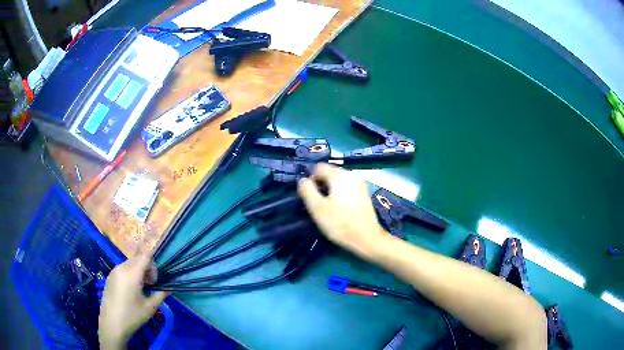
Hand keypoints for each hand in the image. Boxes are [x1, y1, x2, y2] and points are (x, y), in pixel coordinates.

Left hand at [98, 252, 167, 348]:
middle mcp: (121, 268)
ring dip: (138, 272)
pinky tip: (130, 292)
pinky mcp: (110, 277)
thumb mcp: (150, 307)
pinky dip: (130, 275)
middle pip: (137, 260)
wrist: (112, 324)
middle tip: (150, 286)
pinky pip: (122, 270)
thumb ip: (160, 295)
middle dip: (146, 270)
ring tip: (141, 290)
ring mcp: (114, 272)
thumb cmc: (132, 316)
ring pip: (130, 264)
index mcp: (131, 273)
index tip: (155, 282)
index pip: (145, 257)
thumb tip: (168, 288)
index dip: (153, 267)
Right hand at [298, 164, 387, 259]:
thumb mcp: (317, 208)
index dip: (310, 179)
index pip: (319, 167)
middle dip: (320, 184)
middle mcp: (351, 174)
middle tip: (316, 202)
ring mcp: (360, 183)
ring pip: (338, 181)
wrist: (366, 238)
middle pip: (329, 172)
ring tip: (326, 206)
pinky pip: (347, 187)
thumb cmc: (339, 223)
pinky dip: (340, 193)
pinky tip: (338, 208)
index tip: (308, 195)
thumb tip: (302, 180)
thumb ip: (307, 190)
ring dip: (330, 190)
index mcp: (339, 175)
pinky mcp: (364, 193)